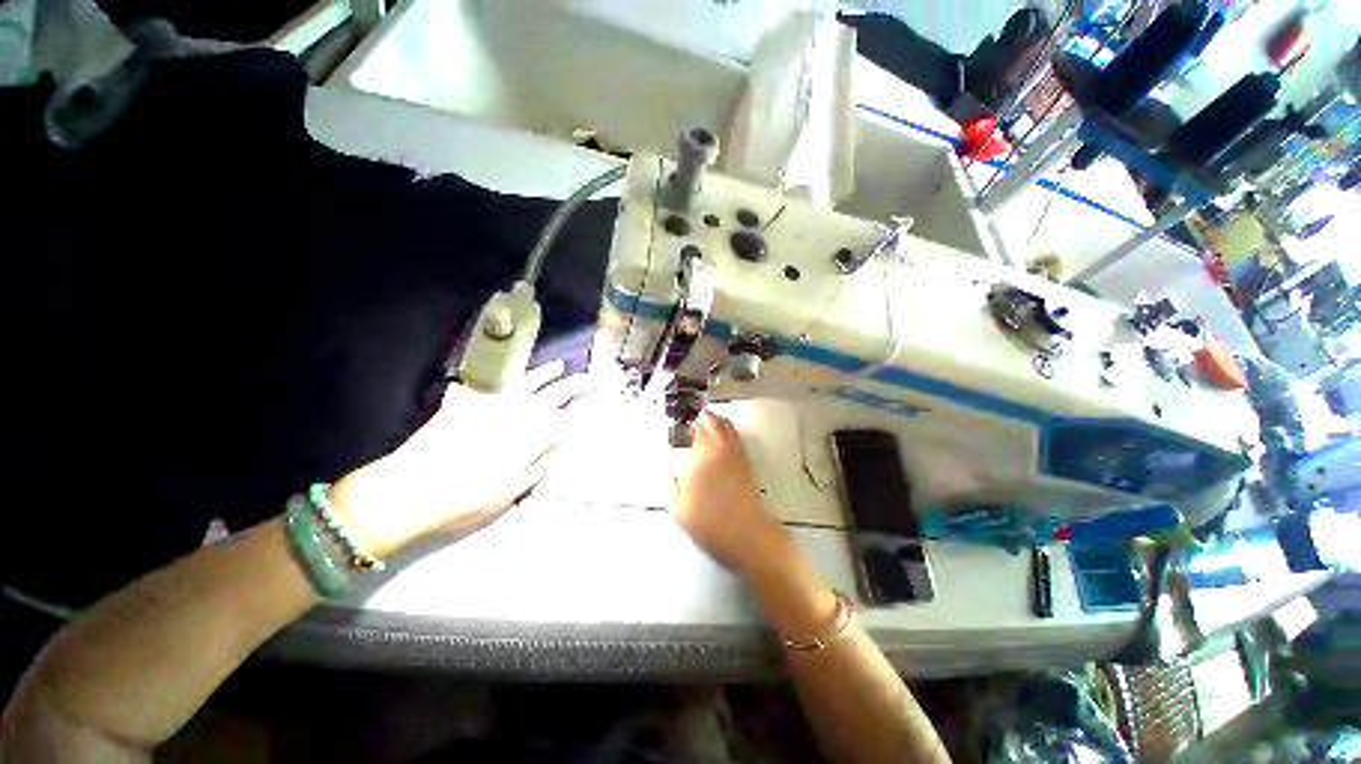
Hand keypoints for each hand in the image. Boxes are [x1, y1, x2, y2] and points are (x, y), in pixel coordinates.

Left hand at [331, 361, 586, 555]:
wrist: (407, 492)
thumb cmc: (464, 502)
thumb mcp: (511, 494)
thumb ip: (542, 464)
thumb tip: (565, 442)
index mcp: (531, 437)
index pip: (569, 418)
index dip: (588, 409)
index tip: (603, 402)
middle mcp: (517, 414)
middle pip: (555, 393)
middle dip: (578, 384)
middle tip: (593, 378)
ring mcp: (491, 405)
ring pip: (526, 382)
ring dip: (546, 373)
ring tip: (559, 366)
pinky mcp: (467, 403)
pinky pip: (489, 384)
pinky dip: (502, 379)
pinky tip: (509, 378)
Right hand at [670, 410, 789, 575]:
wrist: (747, 535)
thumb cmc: (709, 523)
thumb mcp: (678, 507)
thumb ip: (671, 483)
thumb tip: (669, 467)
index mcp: (700, 455)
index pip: (692, 429)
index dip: (684, 422)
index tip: (677, 421)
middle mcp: (719, 448)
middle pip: (711, 421)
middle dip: (700, 416)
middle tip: (692, 415)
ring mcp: (735, 453)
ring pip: (725, 425)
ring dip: (714, 419)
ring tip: (706, 418)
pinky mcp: (746, 461)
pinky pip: (735, 436)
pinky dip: (727, 429)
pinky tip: (722, 434)